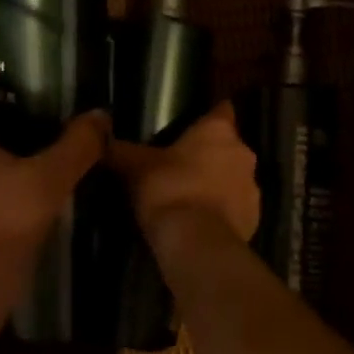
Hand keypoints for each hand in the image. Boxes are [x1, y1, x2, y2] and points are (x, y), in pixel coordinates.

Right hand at [106, 102, 259, 245]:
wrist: (196, 242)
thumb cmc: (168, 189)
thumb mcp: (135, 166)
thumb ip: (120, 150)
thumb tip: (100, 136)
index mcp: (218, 131)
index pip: (221, 110)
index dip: (208, 115)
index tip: (192, 124)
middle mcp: (243, 153)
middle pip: (227, 146)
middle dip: (208, 153)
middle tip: (180, 163)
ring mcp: (253, 188)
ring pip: (234, 178)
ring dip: (217, 183)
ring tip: (188, 195)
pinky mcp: (254, 219)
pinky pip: (236, 208)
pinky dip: (221, 211)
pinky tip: (199, 221)